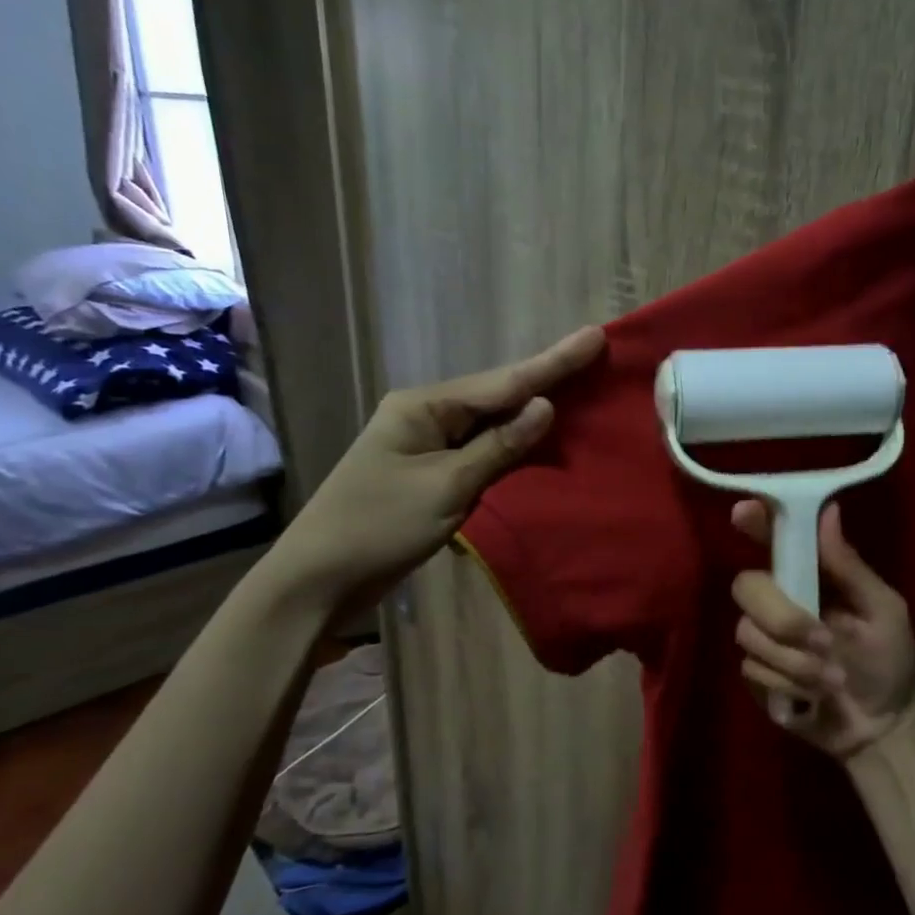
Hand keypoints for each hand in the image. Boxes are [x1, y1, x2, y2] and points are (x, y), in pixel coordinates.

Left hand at [275, 326, 606, 608]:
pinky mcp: (431, 471)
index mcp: (425, 406)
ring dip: (533, 410)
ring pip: (492, 421)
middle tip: (594, 354)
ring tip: (580, 388)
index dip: (554, 362)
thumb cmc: (379, 526)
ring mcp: (427, 443)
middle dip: (547, 377)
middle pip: (498, 393)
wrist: (319, 578)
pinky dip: (514, 444)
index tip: (595, 335)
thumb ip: (500, 446)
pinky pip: (483, 448)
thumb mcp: (446, 486)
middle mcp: (427, 414)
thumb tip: (545, 406)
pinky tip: (541, 437)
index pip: (503, 382)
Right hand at [730, 501, 914, 759]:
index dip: (754, 523)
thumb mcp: (883, 611)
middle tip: (824, 641)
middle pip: (747, 586)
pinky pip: (751, 668)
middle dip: (784, 618)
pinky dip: (788, 683)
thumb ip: (851, 567)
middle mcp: (780, 600)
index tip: (743, 514)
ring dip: (795, 661)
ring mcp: (763, 638)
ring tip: (833, 681)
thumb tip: (829, 510)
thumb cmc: (890, 662)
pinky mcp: (756, 675)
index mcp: (811, 577)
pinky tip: (813, 697)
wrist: (883, 728)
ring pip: (748, 632)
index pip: (774, 539)